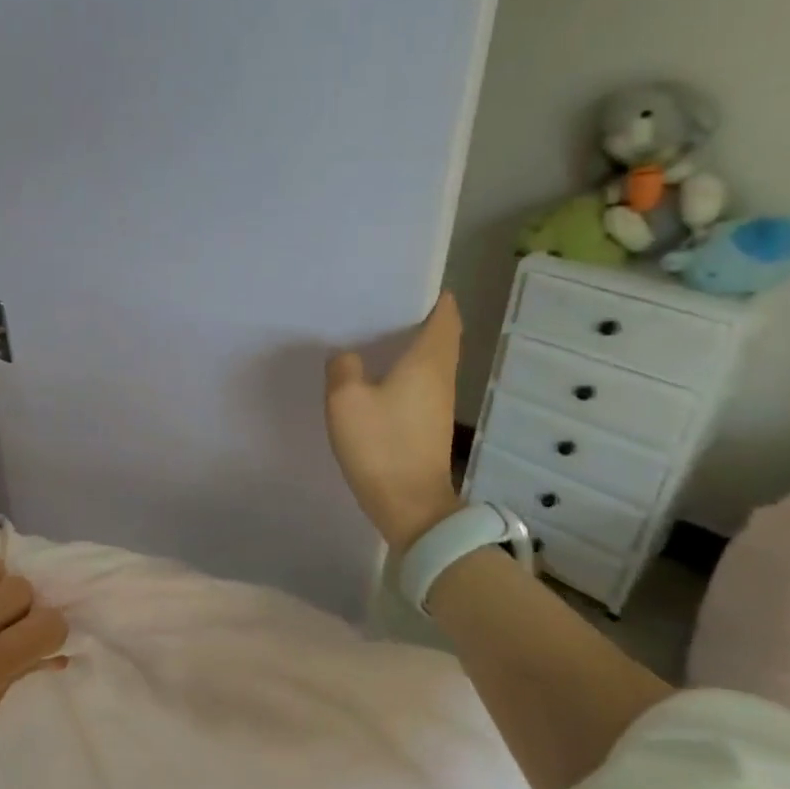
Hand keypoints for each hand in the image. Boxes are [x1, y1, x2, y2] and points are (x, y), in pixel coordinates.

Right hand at [325, 293, 464, 550]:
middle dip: (422, 317)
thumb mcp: (346, 400)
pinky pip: (422, 382)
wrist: (409, 504)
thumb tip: (348, 357)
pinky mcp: (430, 424)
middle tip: (385, 306)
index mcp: (428, 361)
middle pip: (442, 336)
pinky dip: (407, 369)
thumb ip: (344, 368)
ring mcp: (439, 402)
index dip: (434, 296)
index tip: (411, 284)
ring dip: (414, 345)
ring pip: (432, 360)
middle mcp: (442, 376)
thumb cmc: (381, 445)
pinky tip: (379, 375)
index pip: (445, 315)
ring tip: (377, 335)